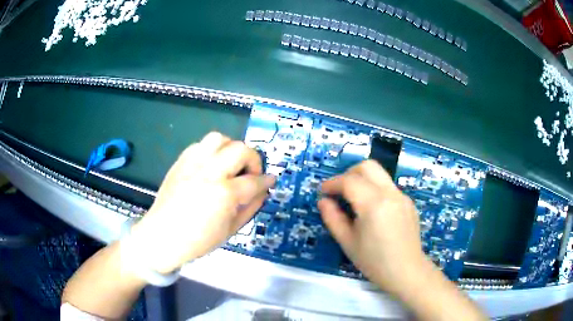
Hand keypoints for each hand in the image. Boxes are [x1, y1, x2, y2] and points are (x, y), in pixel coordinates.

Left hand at [129, 132, 275, 273]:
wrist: (162, 236)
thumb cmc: (198, 240)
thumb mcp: (230, 230)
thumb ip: (250, 207)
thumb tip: (262, 191)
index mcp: (223, 194)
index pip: (254, 181)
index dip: (266, 181)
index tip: (270, 181)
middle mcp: (209, 172)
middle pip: (240, 150)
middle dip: (253, 160)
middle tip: (250, 174)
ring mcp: (192, 164)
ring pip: (219, 138)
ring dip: (231, 149)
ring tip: (230, 165)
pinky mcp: (180, 162)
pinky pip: (200, 145)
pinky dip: (211, 151)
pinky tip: (211, 166)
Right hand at [318, 160, 425, 295]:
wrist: (406, 271)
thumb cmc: (374, 261)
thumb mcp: (347, 242)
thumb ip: (332, 218)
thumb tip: (324, 201)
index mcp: (374, 204)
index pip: (349, 181)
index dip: (332, 183)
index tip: (322, 192)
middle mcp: (390, 193)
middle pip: (367, 167)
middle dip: (348, 174)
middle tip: (338, 191)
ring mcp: (402, 196)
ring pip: (379, 174)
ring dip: (362, 180)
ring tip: (353, 200)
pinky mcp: (407, 202)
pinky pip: (388, 186)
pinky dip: (374, 189)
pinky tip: (372, 210)